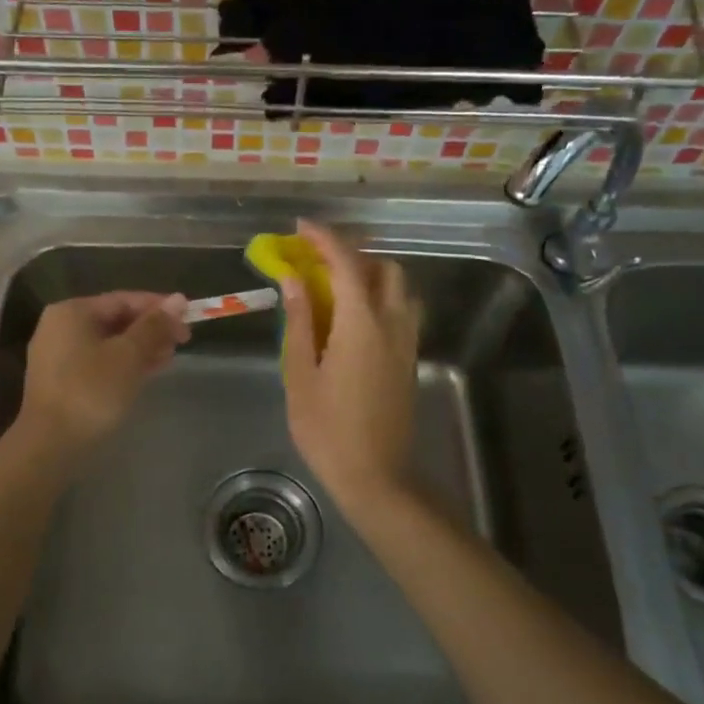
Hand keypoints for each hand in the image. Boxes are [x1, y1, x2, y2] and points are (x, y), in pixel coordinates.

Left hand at [19, 291, 190, 457]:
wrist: (50, 444)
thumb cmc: (91, 392)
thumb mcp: (129, 355)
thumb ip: (154, 326)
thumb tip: (179, 300)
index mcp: (72, 311)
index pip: (124, 299)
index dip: (159, 307)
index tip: (189, 320)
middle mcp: (60, 326)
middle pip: (115, 319)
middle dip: (151, 329)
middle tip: (181, 342)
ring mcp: (57, 355)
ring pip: (108, 342)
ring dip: (140, 348)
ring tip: (169, 359)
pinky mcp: (61, 381)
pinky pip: (98, 361)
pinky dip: (123, 364)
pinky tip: (146, 373)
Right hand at [280, 220, 423, 519]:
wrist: (375, 475)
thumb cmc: (327, 428)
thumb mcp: (300, 374)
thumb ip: (300, 321)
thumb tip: (293, 279)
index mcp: (362, 323)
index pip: (347, 263)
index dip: (324, 239)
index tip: (300, 228)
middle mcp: (393, 323)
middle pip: (383, 268)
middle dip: (352, 255)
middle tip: (317, 263)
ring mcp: (407, 342)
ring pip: (399, 289)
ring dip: (370, 276)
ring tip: (335, 290)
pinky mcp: (410, 359)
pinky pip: (401, 311)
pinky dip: (379, 298)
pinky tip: (351, 320)